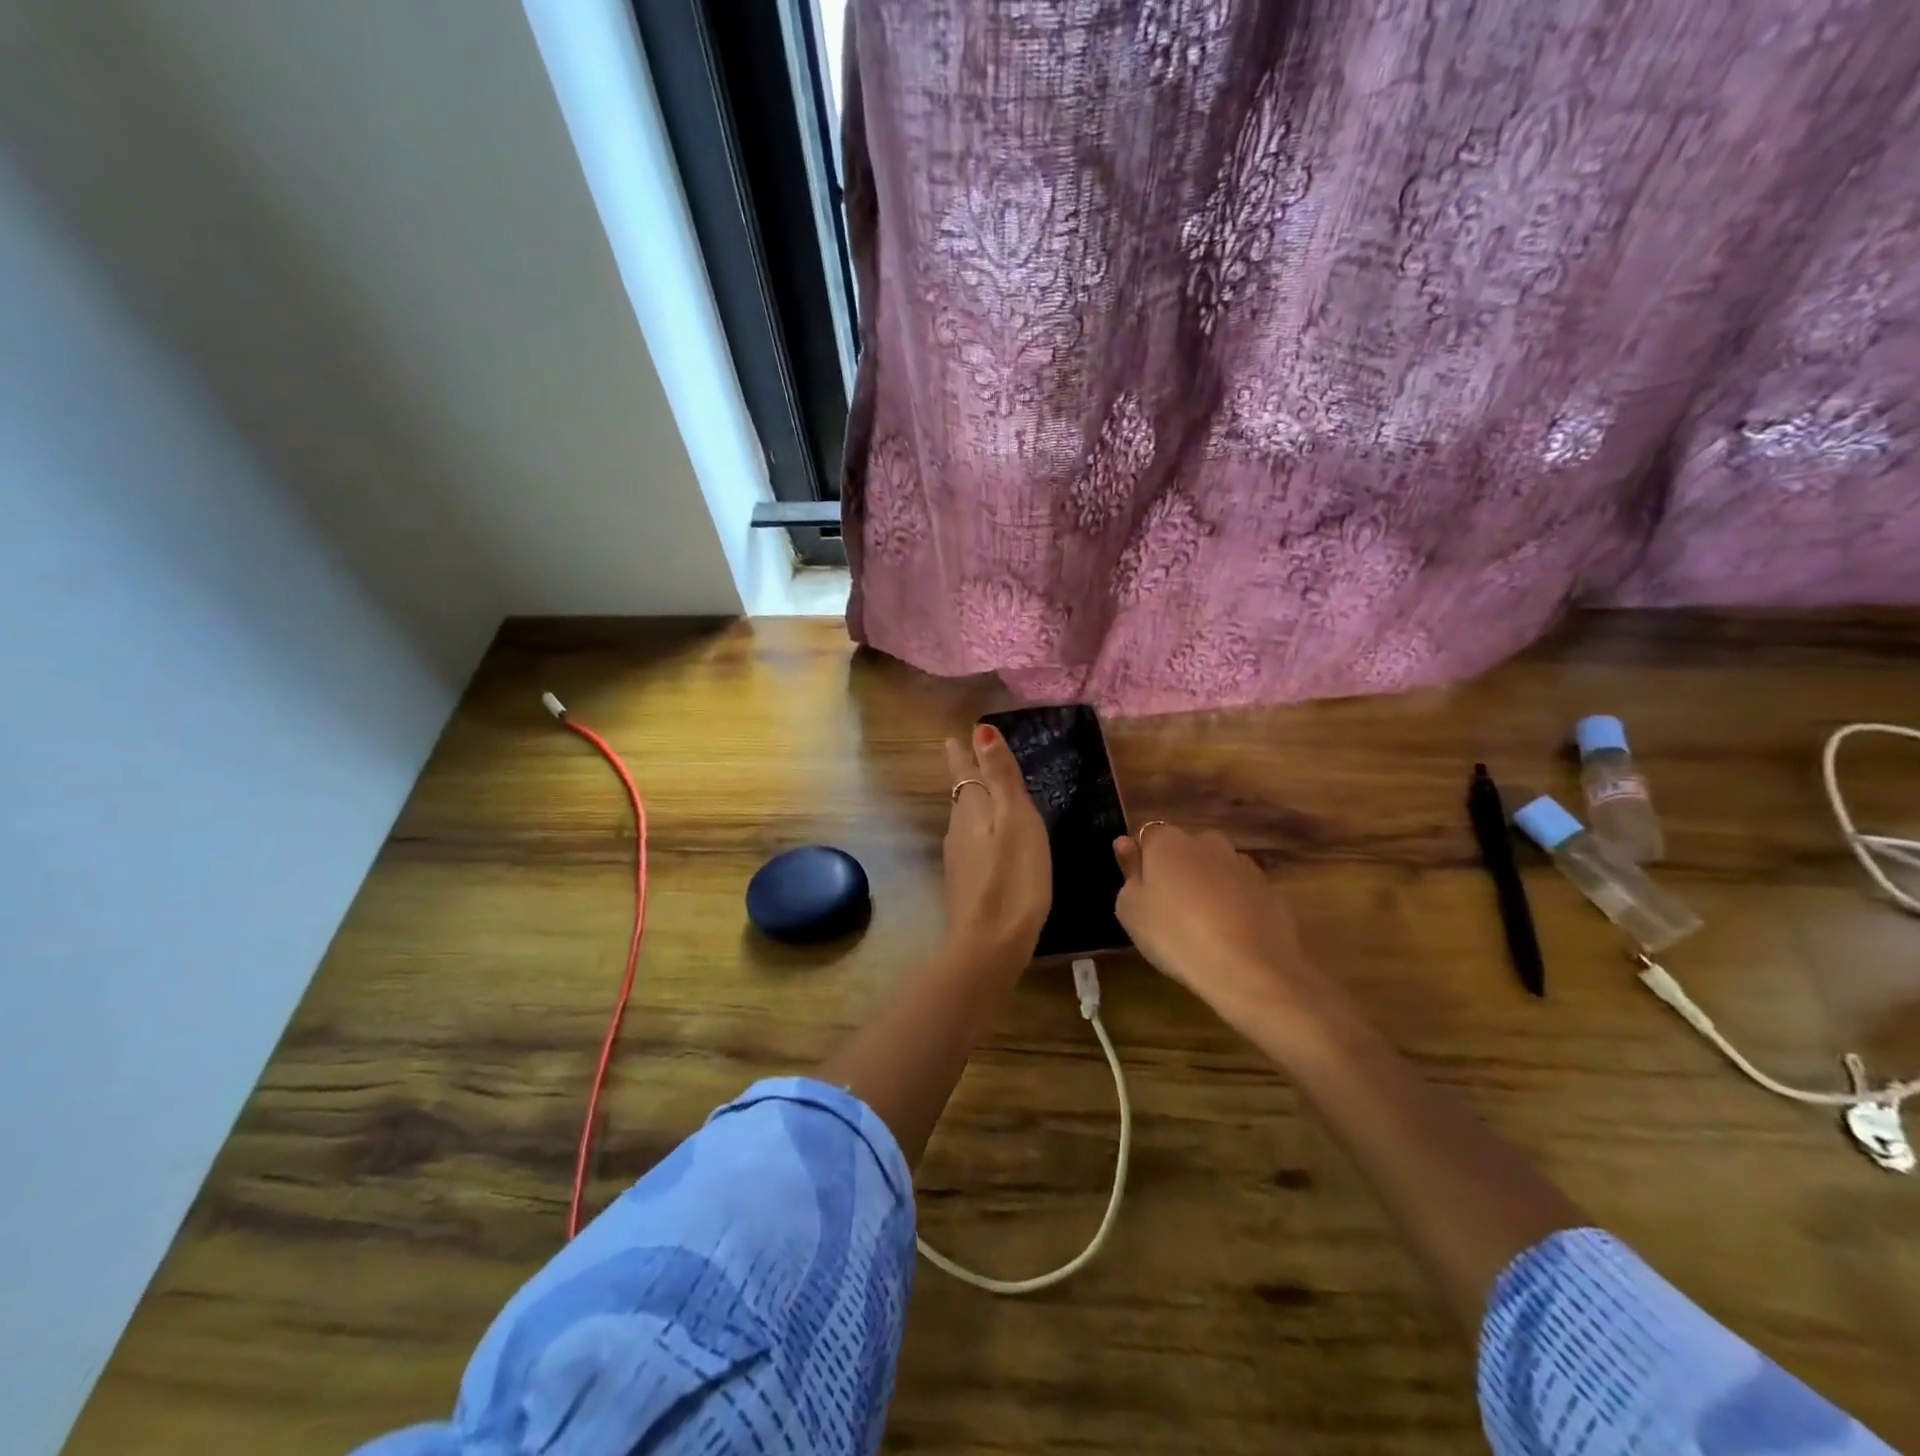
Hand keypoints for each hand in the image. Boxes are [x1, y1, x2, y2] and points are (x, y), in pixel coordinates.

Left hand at [941, 724, 1050, 968]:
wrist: (988, 945)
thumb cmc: (1012, 878)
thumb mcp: (1016, 820)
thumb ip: (1000, 776)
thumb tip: (979, 729)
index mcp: (972, 810)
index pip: (964, 773)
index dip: (963, 754)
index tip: (953, 737)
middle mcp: (959, 831)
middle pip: (962, 795)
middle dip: (964, 775)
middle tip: (964, 756)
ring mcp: (960, 860)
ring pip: (964, 820)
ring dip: (971, 802)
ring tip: (980, 792)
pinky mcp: (967, 885)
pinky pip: (972, 844)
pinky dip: (979, 831)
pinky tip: (988, 841)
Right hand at [1114, 824, 1326, 1032]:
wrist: (1249, 971)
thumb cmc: (1175, 936)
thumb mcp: (1131, 911)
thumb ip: (1128, 872)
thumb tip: (1126, 843)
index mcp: (1168, 842)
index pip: (1149, 836)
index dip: (1144, 861)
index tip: (1142, 891)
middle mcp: (1207, 842)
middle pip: (1185, 851)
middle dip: (1178, 871)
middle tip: (1169, 911)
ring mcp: (1243, 865)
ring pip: (1216, 870)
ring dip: (1208, 888)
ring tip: (1203, 929)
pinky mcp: (1271, 892)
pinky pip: (1242, 893)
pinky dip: (1235, 907)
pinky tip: (1231, 939)